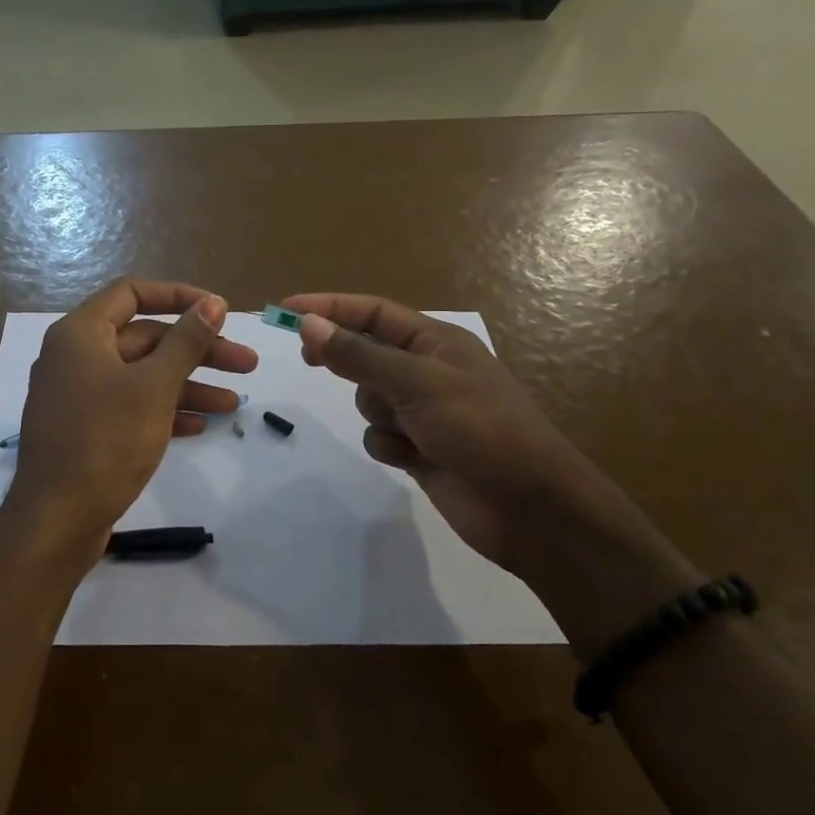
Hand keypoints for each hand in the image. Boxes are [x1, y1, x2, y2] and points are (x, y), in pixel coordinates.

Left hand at [6, 279, 257, 552]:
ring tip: (234, 404)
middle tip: (246, 365)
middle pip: (144, 338)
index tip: (219, 311)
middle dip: (197, 350)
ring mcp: (78, 395)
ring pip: (141, 376)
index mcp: (81, 333)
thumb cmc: (106, 441)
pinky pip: (130, 406)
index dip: (179, 296)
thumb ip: (186, 341)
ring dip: (188, 385)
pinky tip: (201, 426)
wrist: (57, 519)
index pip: (132, 293)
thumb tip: (213, 304)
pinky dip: (164, 411)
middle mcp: (75, 357)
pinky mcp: (85, 429)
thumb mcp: (154, 386)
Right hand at [281, 293, 605, 575]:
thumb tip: (309, 324)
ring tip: (406, 430)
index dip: (329, 307)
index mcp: (435, 342)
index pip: (372, 313)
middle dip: (343, 359)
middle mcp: (426, 370)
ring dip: (377, 413)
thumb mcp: (417, 384)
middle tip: (306, 359)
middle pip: (365, 352)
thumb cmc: (480, 429)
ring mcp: (422, 411)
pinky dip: (389, 446)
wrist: (528, 507)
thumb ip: (359, 356)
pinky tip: (413, 459)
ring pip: (368, 398)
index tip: (286, 311)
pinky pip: (380, 436)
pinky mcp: (419, 447)